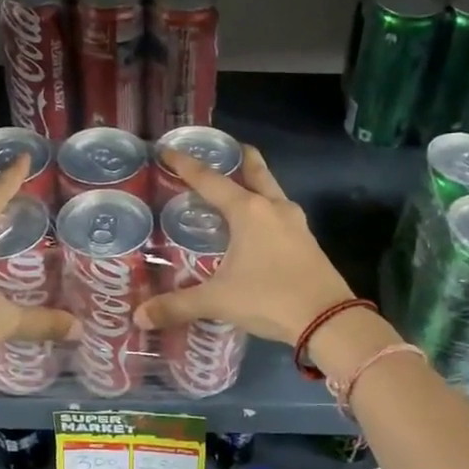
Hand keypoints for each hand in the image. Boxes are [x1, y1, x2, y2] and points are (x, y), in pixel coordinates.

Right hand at [136, 146, 354, 345]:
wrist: (328, 320)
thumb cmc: (268, 298)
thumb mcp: (218, 301)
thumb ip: (177, 305)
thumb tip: (140, 317)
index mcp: (248, 211)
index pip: (210, 180)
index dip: (186, 165)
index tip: (168, 149)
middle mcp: (273, 208)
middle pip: (255, 171)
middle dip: (239, 158)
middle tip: (224, 149)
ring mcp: (296, 223)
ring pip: (272, 191)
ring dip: (256, 183)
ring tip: (239, 187)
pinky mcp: (308, 241)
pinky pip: (281, 214)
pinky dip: (266, 210)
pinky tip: (258, 227)